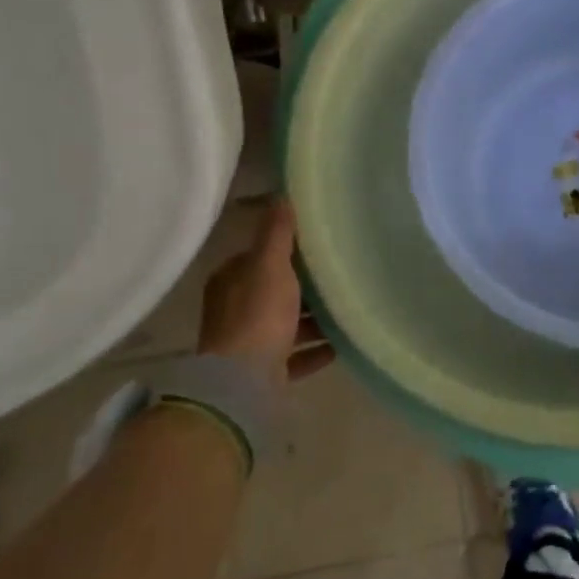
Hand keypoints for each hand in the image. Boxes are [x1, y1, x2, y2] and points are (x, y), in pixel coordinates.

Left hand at [199, 198, 334, 385]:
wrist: (243, 384)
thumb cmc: (258, 316)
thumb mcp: (270, 265)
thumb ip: (277, 232)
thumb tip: (281, 195)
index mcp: (231, 281)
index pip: (260, 257)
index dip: (288, 250)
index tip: (320, 246)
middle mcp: (235, 310)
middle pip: (276, 291)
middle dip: (305, 287)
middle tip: (340, 277)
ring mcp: (249, 344)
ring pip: (286, 325)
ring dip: (313, 320)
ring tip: (346, 312)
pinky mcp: (264, 372)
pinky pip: (295, 355)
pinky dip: (315, 350)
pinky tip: (341, 345)